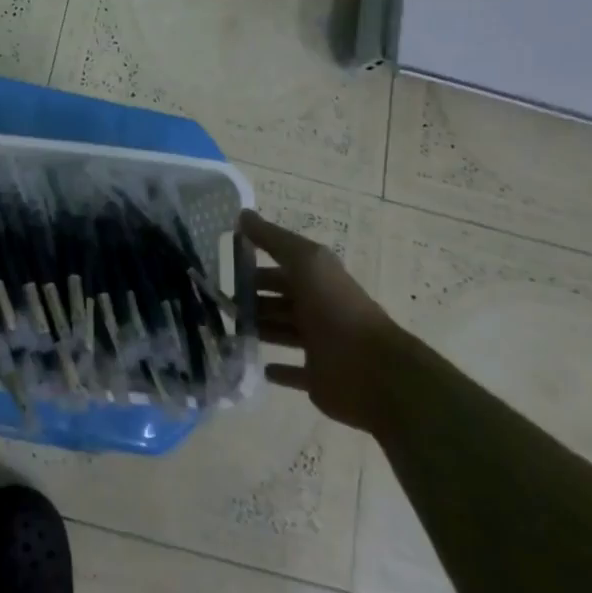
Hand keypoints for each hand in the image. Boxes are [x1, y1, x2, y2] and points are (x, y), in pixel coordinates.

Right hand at [241, 210, 403, 433]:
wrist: (373, 370)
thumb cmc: (336, 309)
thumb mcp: (305, 261)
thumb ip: (273, 239)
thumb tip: (242, 213)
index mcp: (316, 281)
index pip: (279, 269)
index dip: (253, 267)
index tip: (222, 270)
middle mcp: (317, 309)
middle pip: (278, 301)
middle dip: (251, 300)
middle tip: (218, 303)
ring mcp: (318, 345)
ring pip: (281, 332)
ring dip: (258, 330)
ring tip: (226, 331)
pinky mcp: (317, 378)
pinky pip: (293, 372)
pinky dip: (276, 369)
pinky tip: (257, 366)